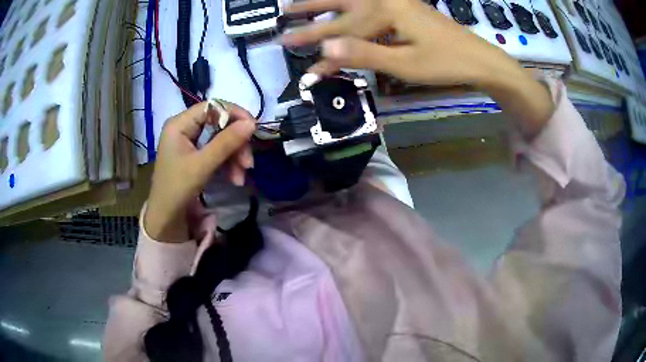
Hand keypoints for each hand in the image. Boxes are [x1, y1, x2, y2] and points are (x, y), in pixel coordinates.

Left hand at [144, 102, 255, 242]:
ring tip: (241, 177)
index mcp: (179, 124)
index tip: (253, 129)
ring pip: (221, 139)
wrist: (165, 219)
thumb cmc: (177, 189)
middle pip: (219, 124)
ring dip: (235, 156)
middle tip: (248, 163)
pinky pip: (217, 151)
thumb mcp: (202, 166)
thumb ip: (226, 143)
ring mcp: (190, 142)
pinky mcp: (195, 155)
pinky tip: (235, 178)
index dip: (234, 114)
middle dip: (236, 143)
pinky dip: (228, 163)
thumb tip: (252, 123)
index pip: (212, 106)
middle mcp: (184, 128)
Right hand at [284, 0, 554, 136]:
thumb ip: (364, 54)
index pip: (343, 30)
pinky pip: (369, 2)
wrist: (479, 58)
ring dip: (326, 1)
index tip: (294, 57)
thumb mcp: (405, 65)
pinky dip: (350, 3)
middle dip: (310, 12)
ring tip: (301, 2)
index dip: (318, 47)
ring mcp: (396, 0)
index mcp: (385, 10)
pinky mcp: (403, 5)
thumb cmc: (445, 63)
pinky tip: (344, 4)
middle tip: (283, 14)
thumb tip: (324, 48)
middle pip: (341, 5)